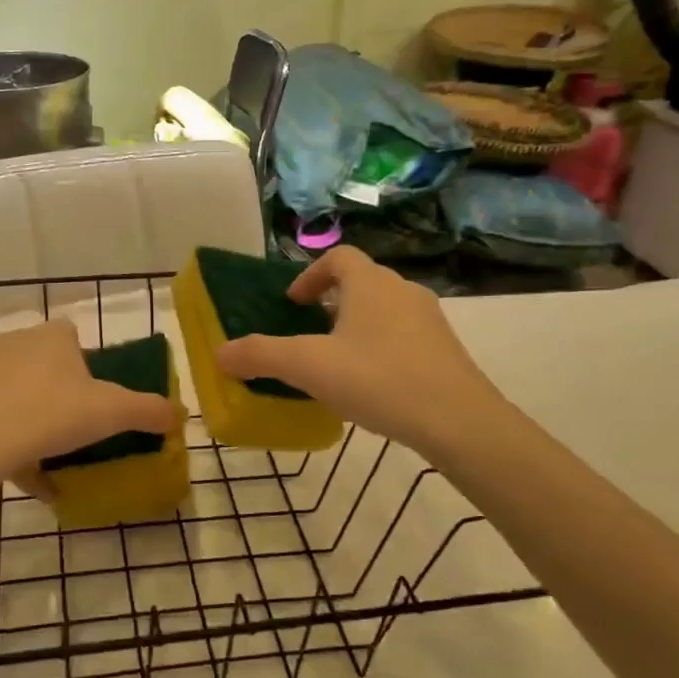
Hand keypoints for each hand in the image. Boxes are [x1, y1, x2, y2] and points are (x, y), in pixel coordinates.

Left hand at [0, 319, 178, 478]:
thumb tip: (181, 414)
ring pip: (20, 393)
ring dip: (36, 419)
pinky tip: (28, 475)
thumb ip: (149, 411)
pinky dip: (13, 442)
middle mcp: (16, 343)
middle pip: (47, 364)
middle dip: (62, 392)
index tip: (97, 396)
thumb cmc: (51, 413)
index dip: (88, 364)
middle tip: (78, 427)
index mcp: (52, 336)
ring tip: (53, 456)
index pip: (74, 336)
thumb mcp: (112, 413)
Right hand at [213, 246, 505, 456]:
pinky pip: (404, 335)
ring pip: (384, 309)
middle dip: (332, 302)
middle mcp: (402, 290)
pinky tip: (373, 384)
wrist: (459, 421)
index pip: (338, 257)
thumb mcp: (308, 367)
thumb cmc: (378, 380)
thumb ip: (260, 356)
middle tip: (310, 333)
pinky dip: (382, 346)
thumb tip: (219, 353)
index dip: (311, 275)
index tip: (294, 304)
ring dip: (357, 325)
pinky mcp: (446, 349)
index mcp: (369, 283)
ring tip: (338, 361)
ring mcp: (430, 319)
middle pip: (361, 281)